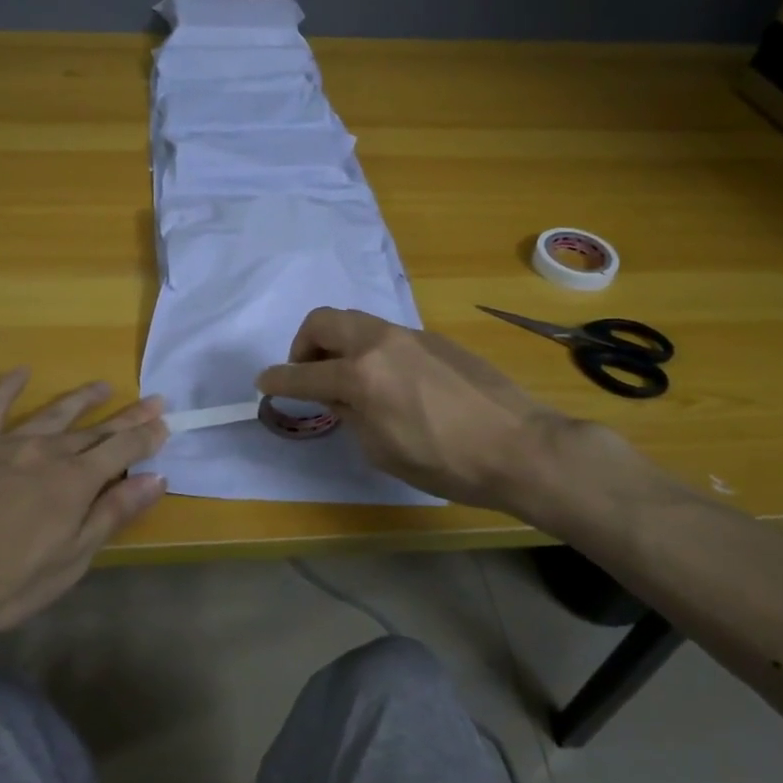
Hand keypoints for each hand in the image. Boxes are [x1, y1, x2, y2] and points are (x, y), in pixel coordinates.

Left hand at [0, 372, 168, 642]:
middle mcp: (49, 452)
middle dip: (128, 416)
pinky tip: (20, 372)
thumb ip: (113, 513)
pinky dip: (8, 388)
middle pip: (96, 429)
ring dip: (82, 399)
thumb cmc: (5, 581)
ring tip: (103, 386)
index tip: (165, 424)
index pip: (123, 450)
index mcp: (76, 481)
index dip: (146, 437)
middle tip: (154, 400)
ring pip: (54, 413)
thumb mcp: (71, 559)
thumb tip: (156, 478)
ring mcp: (9, 444)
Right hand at [256, 308, 678, 538]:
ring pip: (356, 321)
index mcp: (361, 374)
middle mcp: (380, 342)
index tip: (263, 383)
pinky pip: (386, 334)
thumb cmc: (445, 462)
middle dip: (304, 344)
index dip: (278, 379)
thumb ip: (349, 414)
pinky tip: (388, 381)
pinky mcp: (434, 339)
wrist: (519, 446)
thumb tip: (336, 395)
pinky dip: (369, 349)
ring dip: (338, 342)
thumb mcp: (382, 449)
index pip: (304, 373)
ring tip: (347, 378)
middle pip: (324, 321)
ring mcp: (409, 335)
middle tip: (308, 373)